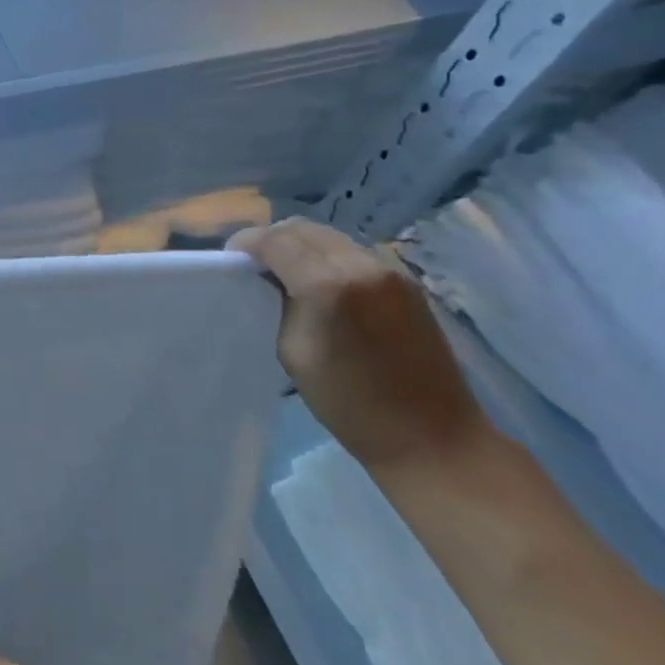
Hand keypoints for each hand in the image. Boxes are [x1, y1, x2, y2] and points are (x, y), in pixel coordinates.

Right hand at [230, 218, 487, 474]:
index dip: (246, 243)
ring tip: (285, 274)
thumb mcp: (293, 351)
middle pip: (303, 228)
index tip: (231, 261)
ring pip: (329, 236)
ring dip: (300, 246)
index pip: (275, 240)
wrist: (432, 437)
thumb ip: (279, 303)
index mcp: (328, 284)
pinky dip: (326, 257)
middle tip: (254, 265)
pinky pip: (352, 252)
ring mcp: (390, 270)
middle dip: (272, 239)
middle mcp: (361, 264)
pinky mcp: (406, 281)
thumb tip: (270, 278)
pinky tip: (320, 284)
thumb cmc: (350, 404)